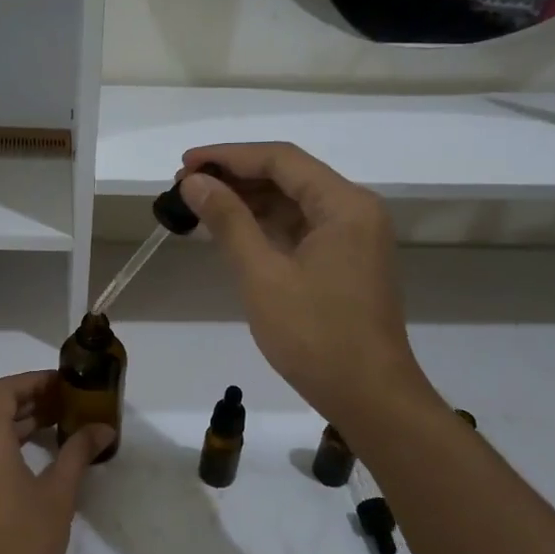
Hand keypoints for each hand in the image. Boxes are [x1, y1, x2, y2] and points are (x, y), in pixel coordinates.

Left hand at [0, 371, 114, 553]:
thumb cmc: (24, 539)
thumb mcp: (59, 492)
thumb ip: (78, 452)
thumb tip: (104, 428)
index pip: (5, 390)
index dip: (34, 381)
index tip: (64, 384)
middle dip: (32, 400)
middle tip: (68, 404)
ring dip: (20, 423)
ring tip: (59, 426)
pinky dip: (8, 444)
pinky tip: (38, 458)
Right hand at [177, 143, 438, 429]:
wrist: (370, 398)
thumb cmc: (315, 336)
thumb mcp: (263, 275)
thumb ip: (228, 221)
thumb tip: (195, 182)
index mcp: (344, 205)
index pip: (281, 159)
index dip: (229, 156)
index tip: (185, 164)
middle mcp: (355, 211)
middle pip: (289, 176)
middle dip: (236, 177)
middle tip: (185, 187)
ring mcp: (353, 238)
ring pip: (294, 202)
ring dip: (249, 201)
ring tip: (199, 205)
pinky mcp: (346, 262)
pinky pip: (302, 228)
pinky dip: (266, 226)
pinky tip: (232, 230)